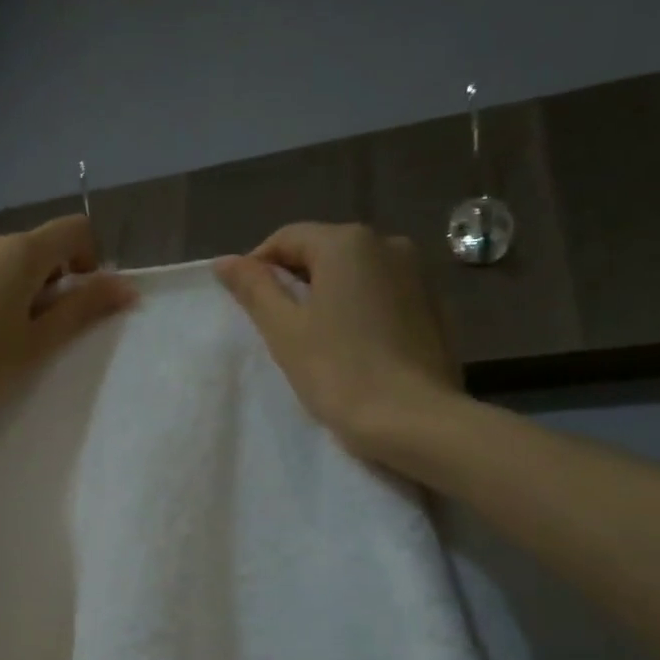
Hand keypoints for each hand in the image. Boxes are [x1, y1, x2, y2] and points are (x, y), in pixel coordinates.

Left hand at [0, 215, 135, 436]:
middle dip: (44, 283)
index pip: (73, 230)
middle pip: (31, 249)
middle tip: (34, 335)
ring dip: (6, 290)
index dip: (88, 260)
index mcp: (18, 253)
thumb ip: (83, 309)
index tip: (78, 302)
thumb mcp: (37, 345)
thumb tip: (126, 286)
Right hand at [215, 223, 461, 460]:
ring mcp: (418, 274)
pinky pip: (382, 296)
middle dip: (295, 282)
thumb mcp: (284, 330)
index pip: (287, 238)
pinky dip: (359, 311)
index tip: (246, 306)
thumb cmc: (339, 372)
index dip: (258, 268)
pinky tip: (352, 348)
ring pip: (355, 275)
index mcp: (347, 243)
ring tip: (313, 340)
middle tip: (276, 328)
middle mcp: (388, 244)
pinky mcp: (434, 306)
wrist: (415, 421)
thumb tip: (225, 261)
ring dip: (328, 297)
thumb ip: (254, 289)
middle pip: (324, 253)